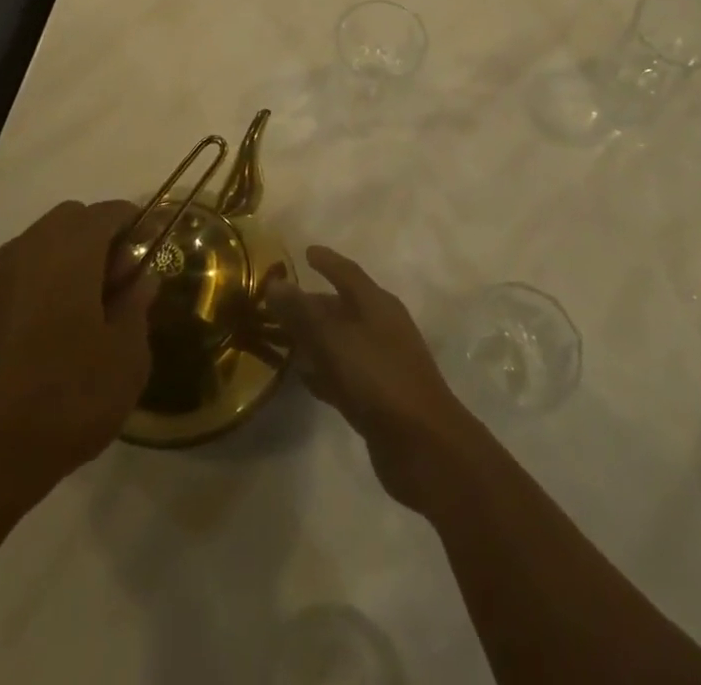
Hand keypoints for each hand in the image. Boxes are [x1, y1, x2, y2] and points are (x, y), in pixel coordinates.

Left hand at [0, 200, 156, 508]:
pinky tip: (61, 328)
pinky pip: (25, 271)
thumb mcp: (126, 355)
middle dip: (103, 239)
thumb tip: (140, 279)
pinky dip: (47, 280)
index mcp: (69, 249)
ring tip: (94, 309)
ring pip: (45, 243)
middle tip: (123, 283)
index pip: (109, 212)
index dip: (138, 224)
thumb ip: (137, 305)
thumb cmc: (68, 397)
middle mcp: (30, 249)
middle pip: (73, 219)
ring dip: (73, 258)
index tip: (155, 250)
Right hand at [265, 246, 480, 511]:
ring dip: (314, 339)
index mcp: (378, 305)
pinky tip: (301, 377)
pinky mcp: (376, 399)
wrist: (425, 447)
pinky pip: (342, 374)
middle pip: (342, 308)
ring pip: (340, 342)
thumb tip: (275, 282)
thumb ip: (304, 313)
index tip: (305, 252)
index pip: (348, 273)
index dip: (327, 261)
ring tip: (281, 337)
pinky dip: (323, 371)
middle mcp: (381, 328)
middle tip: (278, 302)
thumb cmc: (380, 380)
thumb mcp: (336, 341)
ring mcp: (381, 365)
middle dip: (312, 304)